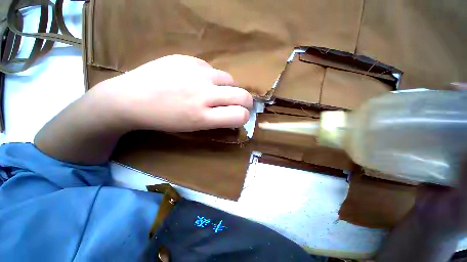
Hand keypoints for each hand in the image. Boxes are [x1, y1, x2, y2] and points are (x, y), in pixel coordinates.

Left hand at [98, 55, 252, 131]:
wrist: (130, 98)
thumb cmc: (164, 119)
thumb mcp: (193, 127)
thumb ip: (217, 120)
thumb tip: (235, 114)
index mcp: (203, 117)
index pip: (240, 115)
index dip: (244, 116)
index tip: (241, 116)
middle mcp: (204, 94)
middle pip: (242, 95)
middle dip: (246, 102)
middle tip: (240, 104)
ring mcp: (196, 73)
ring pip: (230, 79)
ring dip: (228, 88)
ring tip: (216, 91)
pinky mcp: (187, 58)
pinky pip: (212, 69)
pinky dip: (211, 77)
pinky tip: (197, 80)